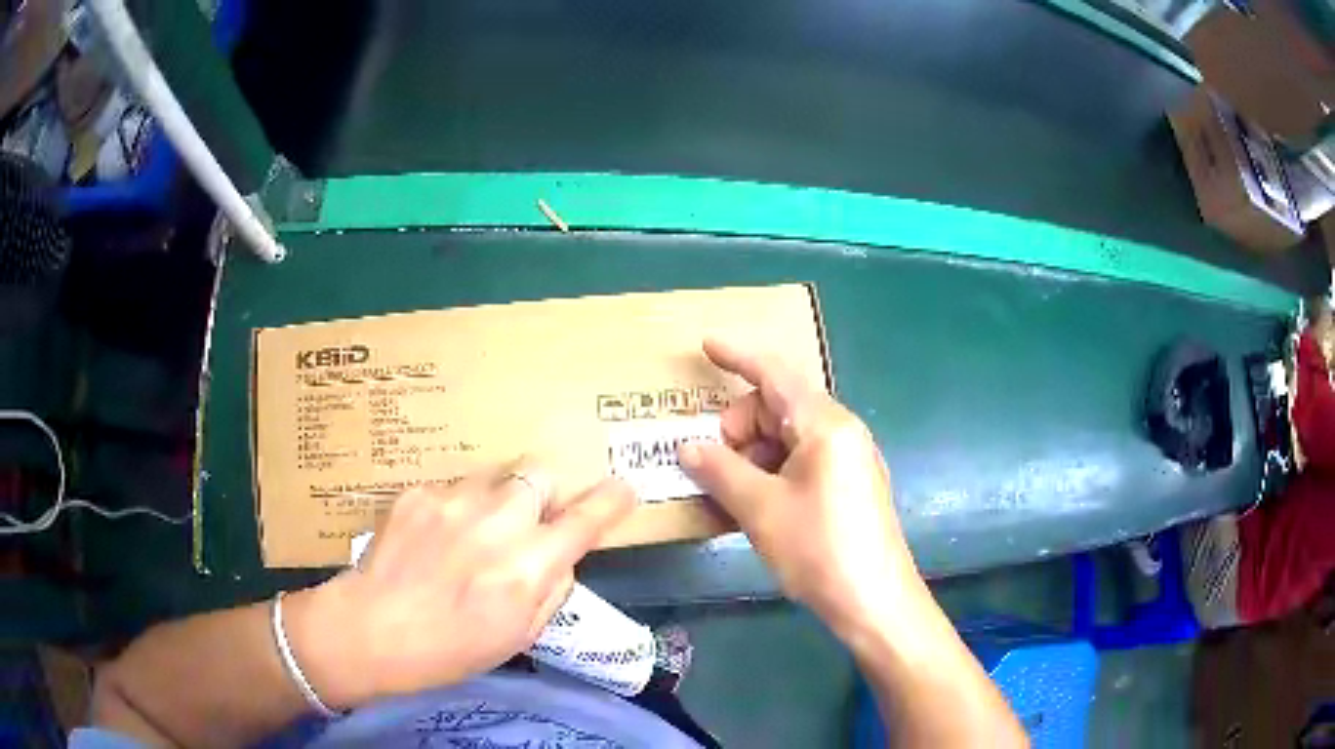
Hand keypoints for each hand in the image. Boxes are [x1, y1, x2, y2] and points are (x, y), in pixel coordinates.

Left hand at [285, 464, 633, 707]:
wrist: (371, 629)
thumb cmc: (450, 648)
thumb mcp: (518, 635)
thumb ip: (550, 589)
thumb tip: (559, 556)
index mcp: (527, 566)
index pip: (585, 520)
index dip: (610, 501)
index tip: (624, 488)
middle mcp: (496, 522)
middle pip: (540, 475)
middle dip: (545, 493)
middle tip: (529, 521)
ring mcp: (453, 500)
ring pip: (496, 476)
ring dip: (499, 499)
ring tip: (474, 533)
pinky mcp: (418, 492)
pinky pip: (454, 488)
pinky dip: (457, 508)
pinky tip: (436, 538)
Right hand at [679, 338, 925, 637]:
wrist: (874, 602)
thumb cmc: (818, 549)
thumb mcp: (760, 509)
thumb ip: (720, 470)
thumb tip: (687, 447)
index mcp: (826, 425)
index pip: (775, 374)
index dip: (738, 357)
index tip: (706, 345)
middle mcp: (842, 433)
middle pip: (778, 408)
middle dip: (739, 428)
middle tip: (714, 467)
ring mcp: (849, 460)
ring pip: (788, 439)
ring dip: (753, 457)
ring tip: (730, 497)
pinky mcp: (850, 487)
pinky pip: (802, 463)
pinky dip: (772, 474)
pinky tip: (755, 507)